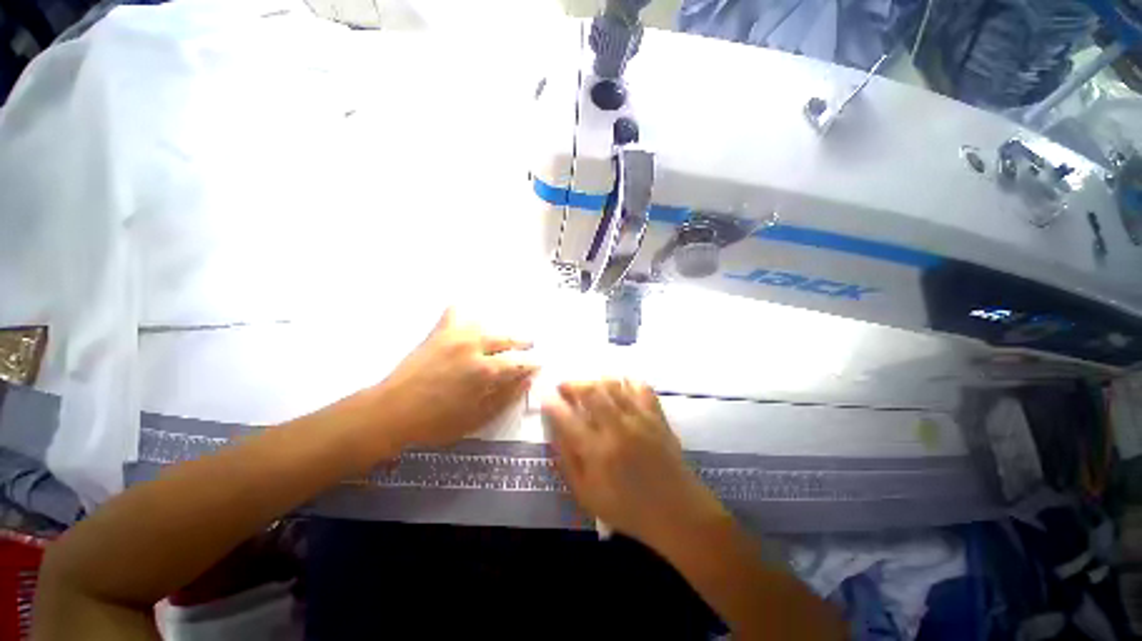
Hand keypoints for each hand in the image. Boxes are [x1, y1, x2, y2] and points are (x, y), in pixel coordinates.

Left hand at [375, 308, 537, 448]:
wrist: (392, 412)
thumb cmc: (436, 422)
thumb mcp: (477, 417)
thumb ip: (506, 397)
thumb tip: (526, 380)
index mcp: (486, 370)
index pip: (519, 362)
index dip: (532, 363)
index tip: (538, 364)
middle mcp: (474, 346)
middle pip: (508, 338)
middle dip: (523, 342)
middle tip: (529, 345)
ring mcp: (455, 335)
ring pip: (487, 324)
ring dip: (500, 331)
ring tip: (504, 339)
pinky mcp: (438, 332)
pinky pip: (455, 313)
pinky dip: (465, 314)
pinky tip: (469, 322)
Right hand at [541, 379, 727, 548]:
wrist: (677, 512)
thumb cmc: (628, 508)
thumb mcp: (587, 495)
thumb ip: (567, 461)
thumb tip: (554, 432)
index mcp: (597, 452)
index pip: (567, 418)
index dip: (552, 404)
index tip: (545, 395)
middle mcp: (617, 428)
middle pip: (591, 392)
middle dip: (573, 384)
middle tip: (564, 386)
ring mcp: (640, 419)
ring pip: (613, 385)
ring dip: (595, 380)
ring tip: (587, 385)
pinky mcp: (657, 416)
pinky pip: (641, 387)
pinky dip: (627, 381)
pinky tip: (620, 386)